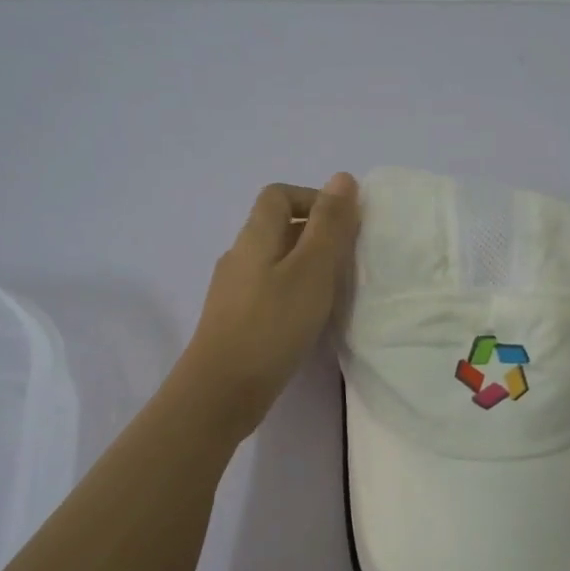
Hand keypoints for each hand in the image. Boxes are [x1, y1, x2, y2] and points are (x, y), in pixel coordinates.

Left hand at [175, 174, 360, 434]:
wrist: (220, 392)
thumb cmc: (272, 325)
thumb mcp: (311, 270)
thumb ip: (329, 225)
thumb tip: (342, 178)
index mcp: (255, 237)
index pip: (279, 195)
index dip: (313, 199)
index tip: (345, 224)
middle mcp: (239, 256)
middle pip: (276, 227)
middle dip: (315, 233)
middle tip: (348, 259)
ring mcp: (233, 291)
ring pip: (274, 261)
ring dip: (306, 265)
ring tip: (334, 290)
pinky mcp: (235, 320)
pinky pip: (269, 290)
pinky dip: (293, 292)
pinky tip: (309, 318)